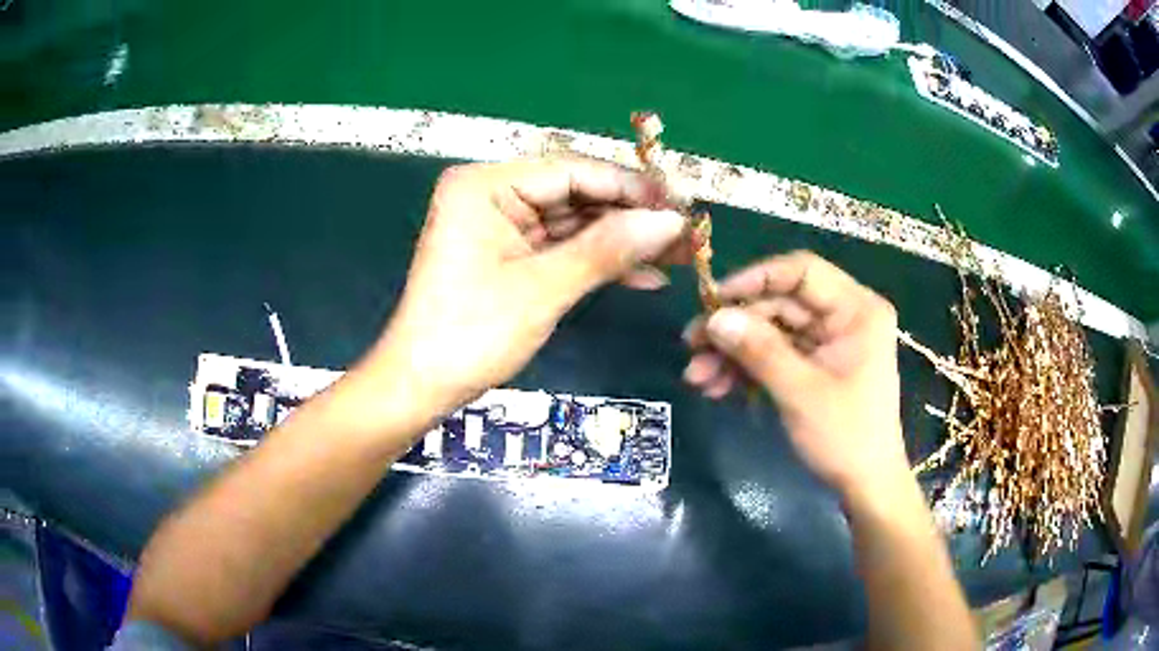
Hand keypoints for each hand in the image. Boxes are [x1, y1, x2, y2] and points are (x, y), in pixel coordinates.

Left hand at [363, 159, 688, 422]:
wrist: (421, 386)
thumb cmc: (470, 334)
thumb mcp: (542, 289)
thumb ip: (607, 249)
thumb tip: (672, 222)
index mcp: (485, 185)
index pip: (572, 171)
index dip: (630, 188)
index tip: (681, 206)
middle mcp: (491, 194)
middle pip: (575, 194)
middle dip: (631, 218)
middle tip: (686, 236)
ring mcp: (499, 225)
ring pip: (573, 223)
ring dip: (621, 242)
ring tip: (677, 256)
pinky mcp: (506, 254)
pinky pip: (560, 248)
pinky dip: (596, 262)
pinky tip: (642, 275)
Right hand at [682, 251, 907, 498]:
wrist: (864, 485)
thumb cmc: (845, 436)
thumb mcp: (800, 392)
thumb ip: (759, 350)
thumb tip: (714, 317)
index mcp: (856, 309)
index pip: (802, 271)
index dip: (755, 279)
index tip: (714, 300)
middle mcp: (843, 316)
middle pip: (780, 304)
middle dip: (735, 327)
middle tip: (692, 346)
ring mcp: (828, 342)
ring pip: (772, 331)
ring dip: (734, 352)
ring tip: (697, 377)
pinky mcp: (815, 365)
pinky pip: (776, 354)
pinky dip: (748, 369)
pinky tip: (719, 388)